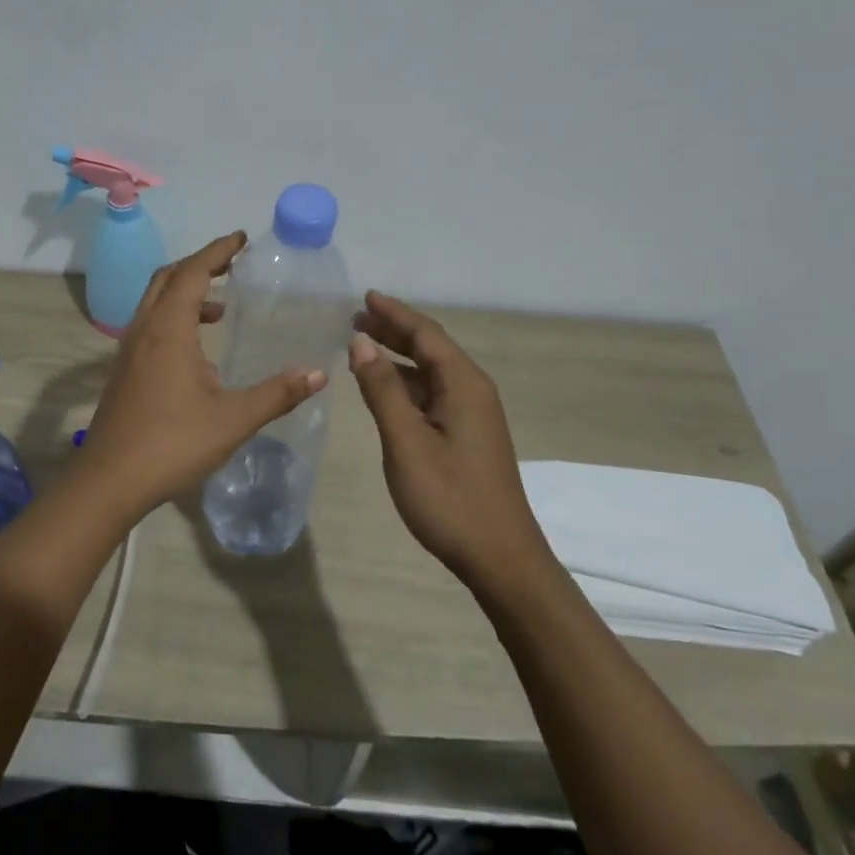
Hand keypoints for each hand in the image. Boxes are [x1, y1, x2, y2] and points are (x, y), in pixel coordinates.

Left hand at [80, 233, 326, 518]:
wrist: (109, 481)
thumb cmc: (172, 443)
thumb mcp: (233, 419)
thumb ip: (276, 394)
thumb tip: (317, 373)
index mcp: (169, 329)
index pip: (193, 273)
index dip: (217, 251)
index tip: (241, 238)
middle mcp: (145, 330)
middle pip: (168, 278)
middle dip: (200, 264)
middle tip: (232, 263)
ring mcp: (129, 350)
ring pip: (155, 302)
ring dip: (186, 292)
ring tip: (222, 307)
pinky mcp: (124, 370)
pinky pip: (151, 325)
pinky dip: (175, 318)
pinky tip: (198, 352)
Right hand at [348, 291, 548, 586]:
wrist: (500, 558)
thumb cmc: (450, 498)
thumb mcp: (406, 442)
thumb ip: (382, 390)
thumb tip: (361, 342)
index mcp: (464, 384)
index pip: (426, 334)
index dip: (394, 313)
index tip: (364, 297)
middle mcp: (472, 391)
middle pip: (430, 348)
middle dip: (394, 330)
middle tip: (355, 317)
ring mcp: (472, 414)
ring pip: (430, 372)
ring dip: (397, 356)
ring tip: (361, 345)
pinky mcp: (467, 435)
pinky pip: (432, 394)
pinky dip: (405, 383)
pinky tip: (383, 388)